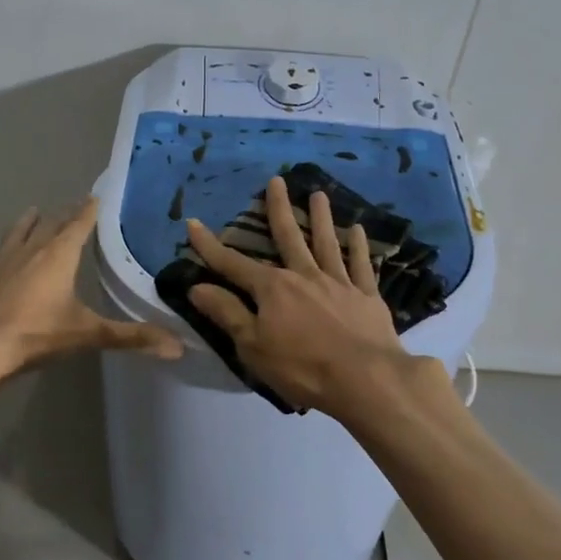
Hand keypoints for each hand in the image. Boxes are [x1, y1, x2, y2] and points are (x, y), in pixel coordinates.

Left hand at [0, 198, 183, 379]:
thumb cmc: (35, 334)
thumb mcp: (87, 334)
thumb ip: (131, 337)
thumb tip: (177, 347)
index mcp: (58, 255)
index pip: (79, 224)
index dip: (90, 209)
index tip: (97, 195)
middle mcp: (31, 249)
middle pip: (50, 224)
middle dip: (65, 215)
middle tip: (76, 207)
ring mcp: (3, 261)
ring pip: (20, 232)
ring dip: (30, 222)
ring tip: (34, 212)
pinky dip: (7, 246)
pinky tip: (2, 254)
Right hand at [185, 175, 409, 414]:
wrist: (366, 379)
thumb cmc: (302, 367)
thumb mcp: (252, 346)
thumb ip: (227, 313)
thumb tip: (197, 287)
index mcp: (273, 289)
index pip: (233, 264)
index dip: (210, 246)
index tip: (193, 223)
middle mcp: (304, 276)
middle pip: (288, 237)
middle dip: (278, 209)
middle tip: (277, 180)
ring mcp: (338, 283)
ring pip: (327, 243)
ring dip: (321, 217)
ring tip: (318, 194)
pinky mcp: (367, 297)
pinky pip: (361, 265)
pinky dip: (359, 247)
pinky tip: (358, 230)